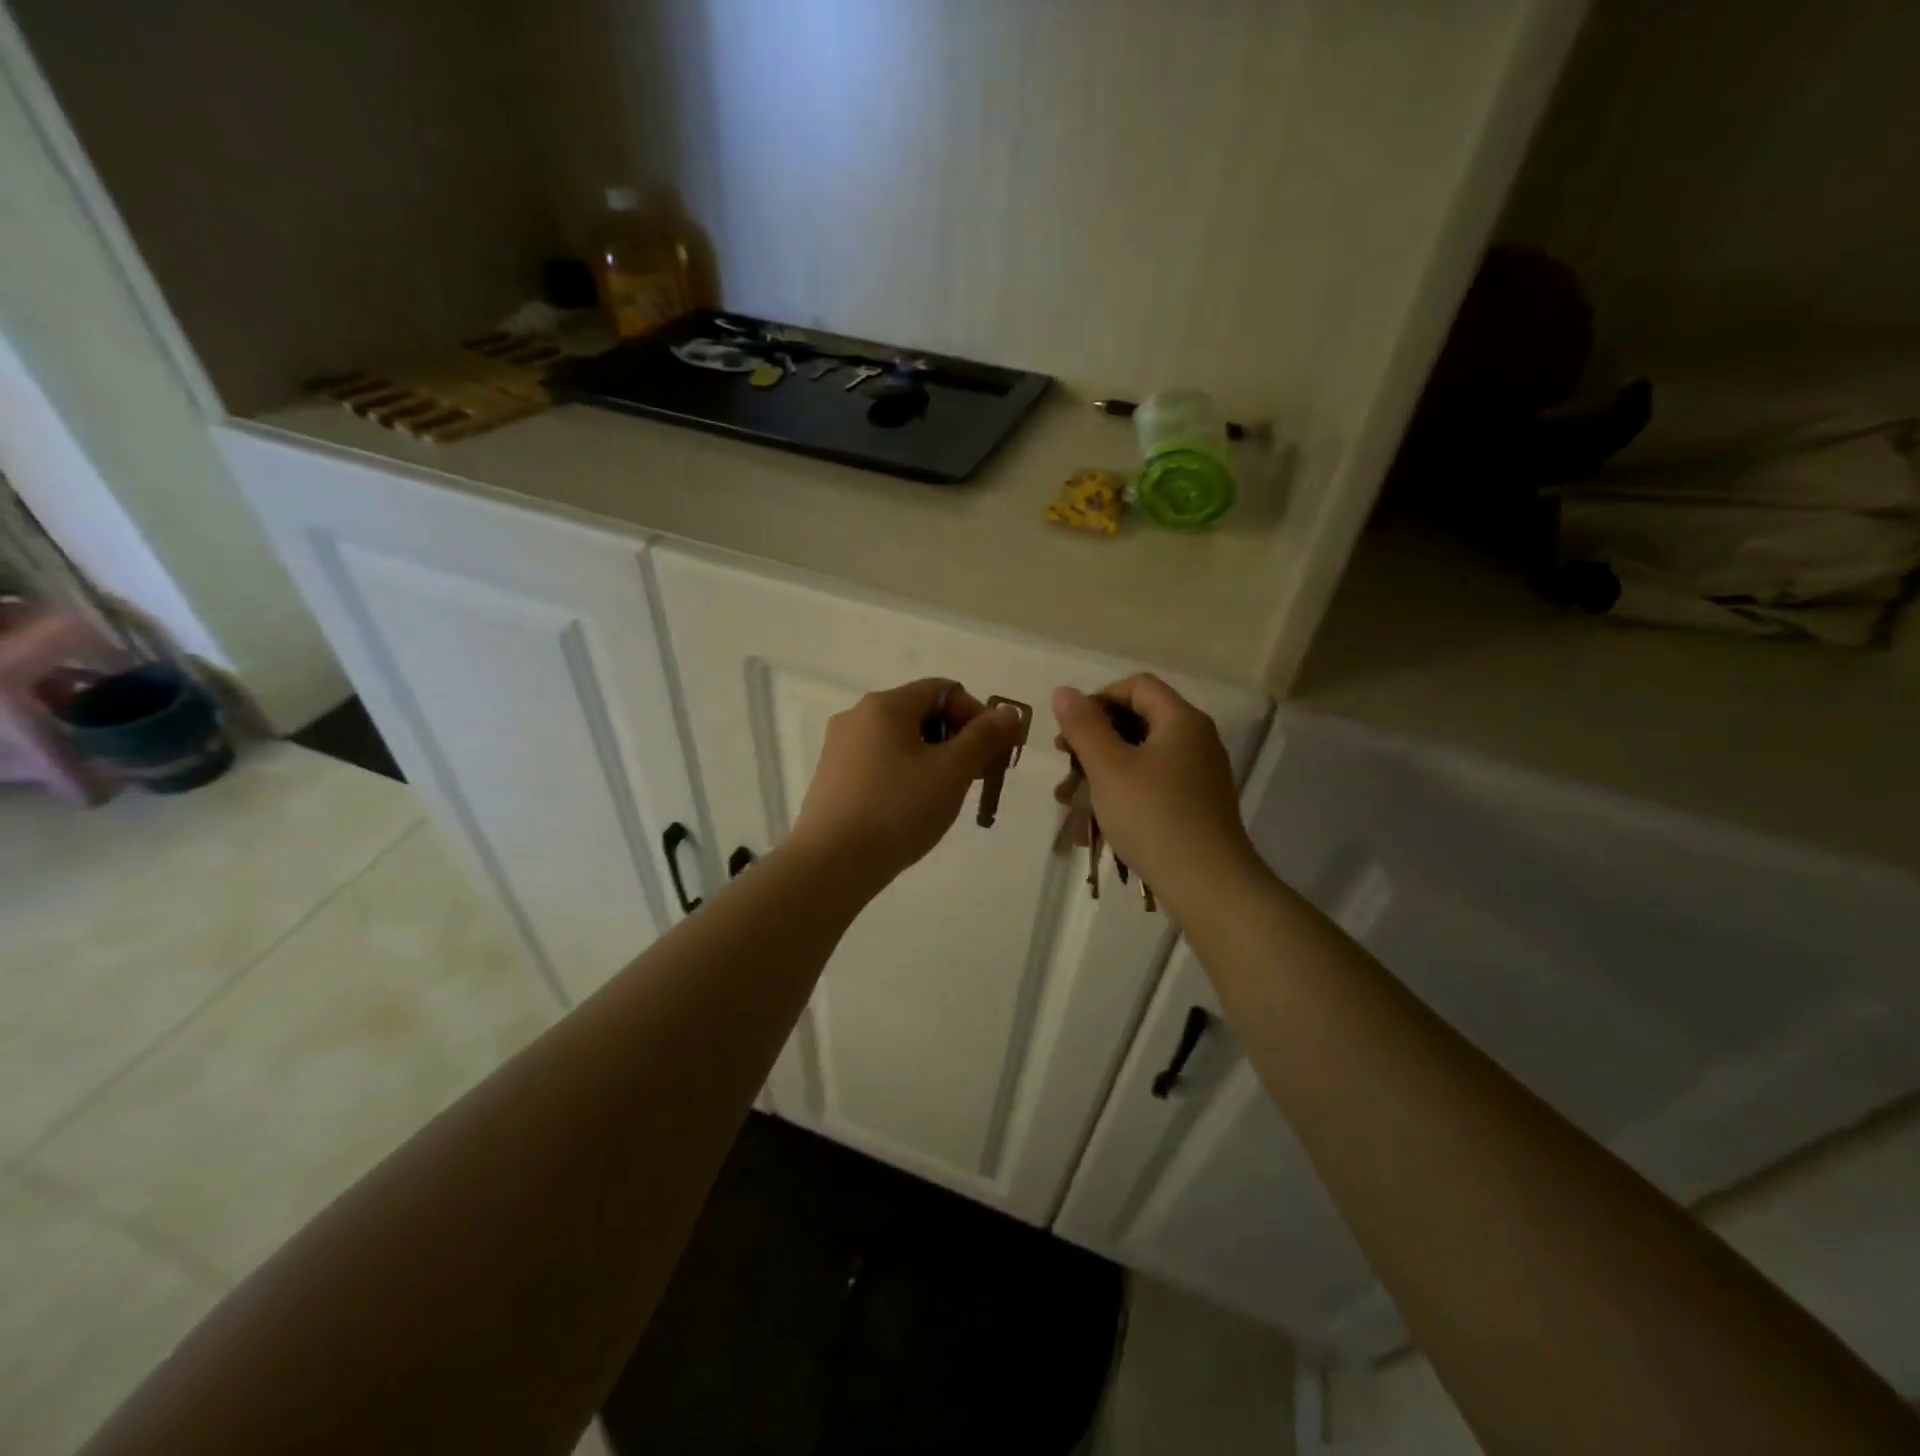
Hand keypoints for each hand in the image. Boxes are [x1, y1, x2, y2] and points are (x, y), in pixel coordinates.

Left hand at [789, 678, 1023, 887]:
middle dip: (956, 739)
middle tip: (976, 776)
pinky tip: (911, 808)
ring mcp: (839, 748)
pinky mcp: (831, 778)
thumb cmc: (898, 809)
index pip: (943, 690)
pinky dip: (905, 774)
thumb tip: (1008, 712)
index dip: (976, 715)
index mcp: (885, 705)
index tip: (992, 752)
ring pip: (899, 740)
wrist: (832, 862)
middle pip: (920, 713)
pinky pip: (878, 762)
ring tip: (946, 795)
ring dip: (932, 758)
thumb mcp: (952, 771)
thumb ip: (984, 737)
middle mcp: (857, 716)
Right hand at [1052, 675, 1260, 912]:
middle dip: (1093, 743)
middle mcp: (1195, 741)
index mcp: (1181, 721)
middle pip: (1136, 722)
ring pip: (1138, 760)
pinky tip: (1093, 827)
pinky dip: (1120, 797)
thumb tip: (1064, 691)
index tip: (1070, 730)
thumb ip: (1083, 726)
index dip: (1098, 700)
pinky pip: (1150, 787)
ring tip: (1068, 803)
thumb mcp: (1108, 767)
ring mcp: (1197, 776)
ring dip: (1099, 775)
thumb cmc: (1153, 816)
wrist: (1208, 885)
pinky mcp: (1194, 807)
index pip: (1136, 686)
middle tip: (1065, 767)